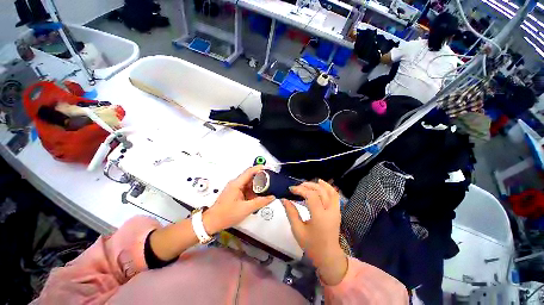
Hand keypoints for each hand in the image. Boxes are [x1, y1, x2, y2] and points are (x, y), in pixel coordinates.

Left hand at [203, 166, 274, 234]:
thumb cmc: (226, 214)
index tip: (269, 169)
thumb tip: (271, 197)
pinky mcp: (235, 193)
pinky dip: (253, 191)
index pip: (250, 171)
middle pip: (250, 176)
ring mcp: (235, 188)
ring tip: (266, 190)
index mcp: (236, 184)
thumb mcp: (246, 209)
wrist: (212, 222)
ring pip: (249, 183)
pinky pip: (246, 189)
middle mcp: (235, 183)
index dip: (260, 168)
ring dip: (257, 186)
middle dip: (261, 179)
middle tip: (270, 182)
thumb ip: (260, 202)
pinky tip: (258, 197)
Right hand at [282, 180, 347, 285]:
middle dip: (307, 186)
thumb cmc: (311, 245)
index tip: (291, 190)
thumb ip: (291, 213)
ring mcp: (336, 211)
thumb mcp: (297, 230)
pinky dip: (328, 187)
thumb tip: (284, 199)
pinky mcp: (337, 211)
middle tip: (297, 187)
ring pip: (329, 191)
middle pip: (320, 191)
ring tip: (306, 183)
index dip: (300, 190)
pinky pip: (335, 195)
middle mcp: (330, 211)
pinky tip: (320, 183)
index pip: (311, 196)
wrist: (328, 256)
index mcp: (320, 217)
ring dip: (317, 185)